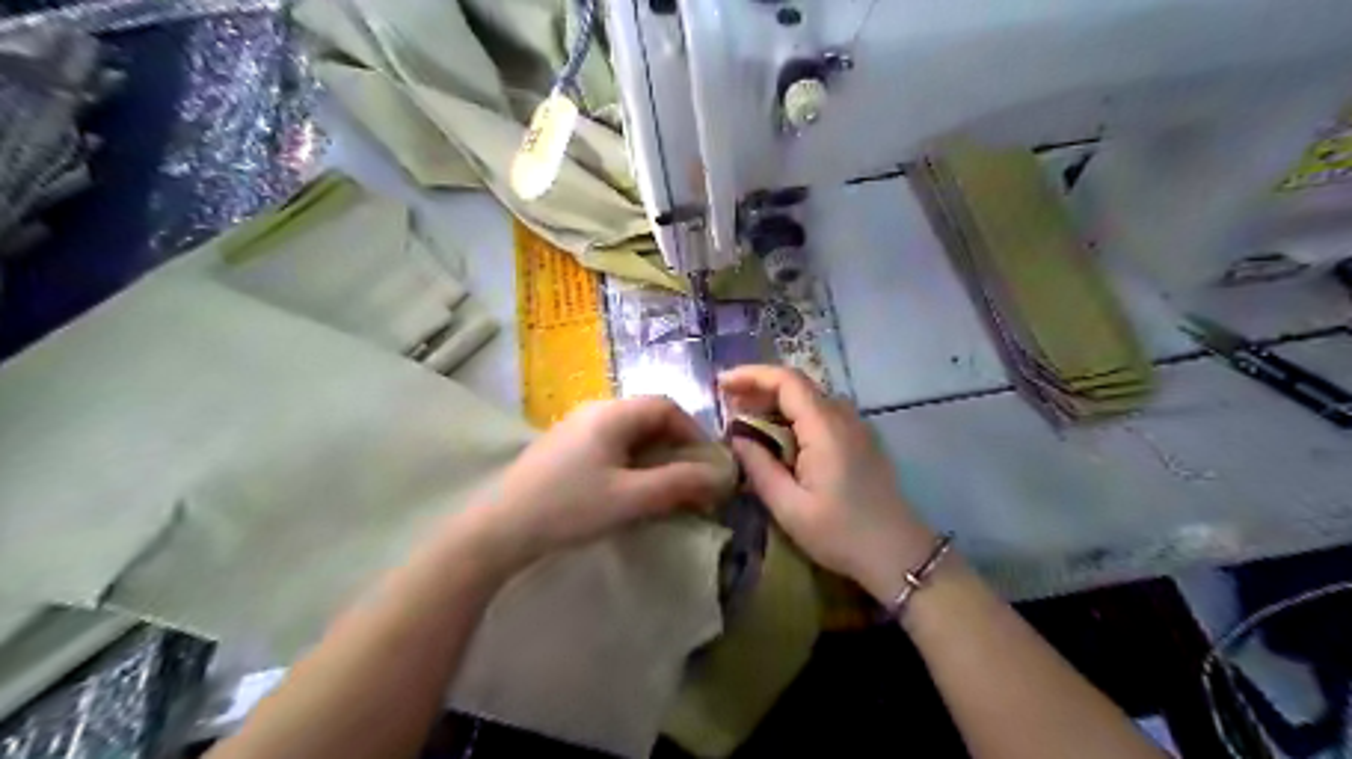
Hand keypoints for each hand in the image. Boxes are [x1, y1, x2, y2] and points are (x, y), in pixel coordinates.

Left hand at [451, 398, 730, 575]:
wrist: (499, 528)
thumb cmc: (569, 508)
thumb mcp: (630, 497)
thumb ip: (679, 484)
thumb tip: (721, 475)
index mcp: (612, 413)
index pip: (666, 406)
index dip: (693, 432)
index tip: (707, 464)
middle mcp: (595, 410)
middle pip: (648, 417)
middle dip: (676, 446)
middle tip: (690, 479)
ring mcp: (575, 427)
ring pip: (629, 432)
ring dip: (654, 455)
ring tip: (664, 487)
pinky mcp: (563, 447)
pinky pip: (610, 443)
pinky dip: (631, 461)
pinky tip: (629, 488)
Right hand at [724, 365, 937, 600]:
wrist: (899, 554)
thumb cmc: (841, 533)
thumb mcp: (789, 507)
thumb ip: (759, 467)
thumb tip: (737, 438)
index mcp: (825, 428)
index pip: (786, 381)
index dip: (751, 375)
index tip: (721, 384)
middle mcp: (843, 417)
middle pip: (797, 385)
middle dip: (759, 388)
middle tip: (726, 404)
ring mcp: (856, 426)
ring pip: (809, 399)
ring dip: (776, 402)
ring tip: (745, 419)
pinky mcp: (860, 440)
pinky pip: (822, 414)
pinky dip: (794, 416)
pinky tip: (777, 437)